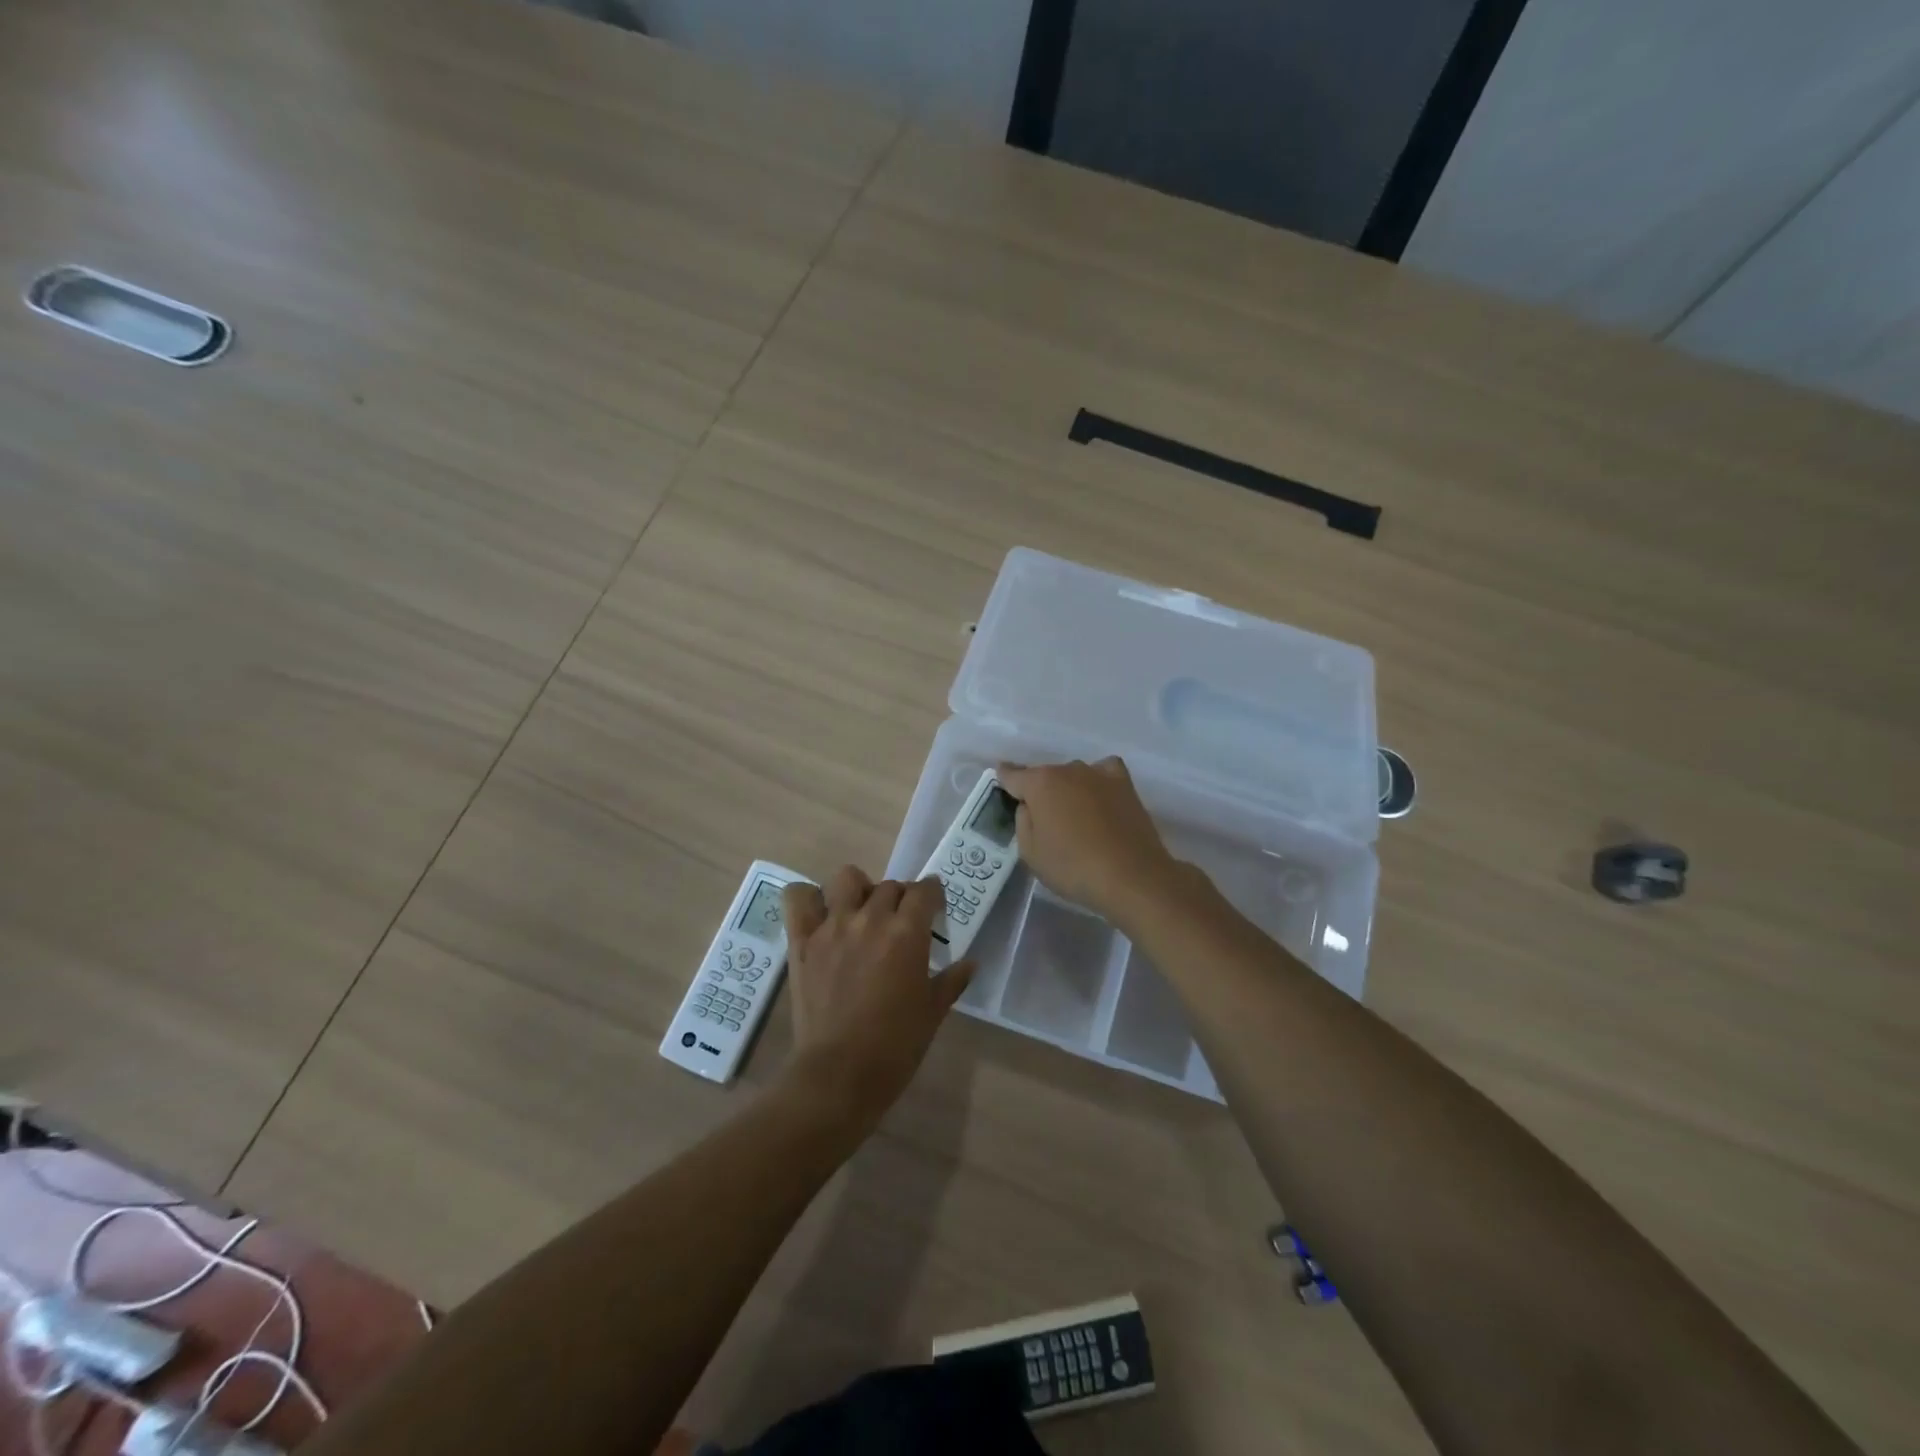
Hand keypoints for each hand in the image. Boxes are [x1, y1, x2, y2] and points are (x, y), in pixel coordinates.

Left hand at [779, 867, 973, 1123]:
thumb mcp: (932, 1013)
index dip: (932, 894)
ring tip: (860, 912)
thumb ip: (952, 981)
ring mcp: (832, 926)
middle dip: (900, 898)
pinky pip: (798, 898)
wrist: (839, 1075)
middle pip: (889, 885)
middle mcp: (870, 918)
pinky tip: (820, 915)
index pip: (924, 890)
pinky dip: (808, 898)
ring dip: (858, 889)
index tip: (934, 906)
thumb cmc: (895, 1046)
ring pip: (846, 878)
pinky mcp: (802, 941)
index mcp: (906, 933)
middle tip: (900, 923)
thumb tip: (970, 963)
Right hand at [997, 758, 1178, 922]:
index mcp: (1039, 784)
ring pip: (1073, 775)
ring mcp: (1098, 774)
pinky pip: (1104, 772)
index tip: (1001, 780)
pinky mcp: (1124, 784)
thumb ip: (1023, 822)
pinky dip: (1097, 781)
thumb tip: (1029, 805)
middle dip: (1039, 791)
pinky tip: (1099, 796)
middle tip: (1043, 819)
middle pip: (1044, 775)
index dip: (1004, 778)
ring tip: (1073, 815)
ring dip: (1068, 789)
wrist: (1131, 876)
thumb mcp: (1031, 853)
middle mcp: (1067, 770)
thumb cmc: (1073, 868)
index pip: (1013, 775)